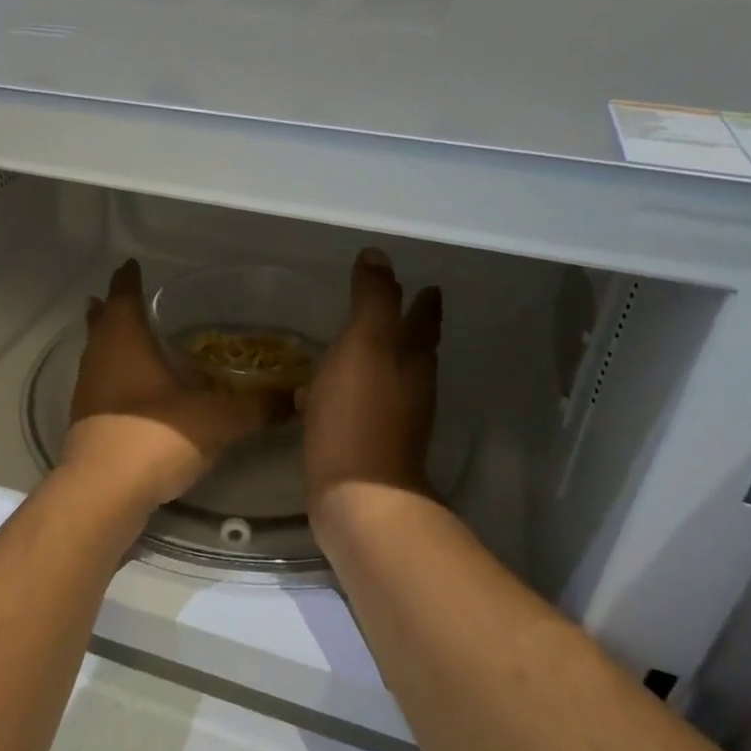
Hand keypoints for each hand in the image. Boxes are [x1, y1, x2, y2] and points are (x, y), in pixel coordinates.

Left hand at [64, 260, 275, 511]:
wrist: (104, 492)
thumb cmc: (155, 436)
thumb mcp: (218, 419)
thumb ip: (257, 407)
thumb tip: (296, 398)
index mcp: (124, 341)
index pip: (123, 296)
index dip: (128, 279)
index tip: (132, 265)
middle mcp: (98, 359)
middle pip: (101, 323)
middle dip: (113, 309)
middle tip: (128, 299)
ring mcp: (87, 392)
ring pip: (97, 355)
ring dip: (110, 344)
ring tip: (132, 339)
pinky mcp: (86, 423)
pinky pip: (100, 386)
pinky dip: (114, 378)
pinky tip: (135, 392)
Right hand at [302, 249, 442, 510]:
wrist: (358, 494)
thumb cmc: (359, 413)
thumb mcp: (365, 343)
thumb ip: (374, 298)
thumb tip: (379, 256)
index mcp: (412, 358)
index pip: (423, 319)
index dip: (424, 301)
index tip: (428, 284)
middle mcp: (410, 386)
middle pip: (414, 349)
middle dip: (409, 328)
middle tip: (399, 309)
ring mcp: (393, 419)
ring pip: (389, 378)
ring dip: (378, 359)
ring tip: (357, 346)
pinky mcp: (368, 444)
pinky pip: (360, 405)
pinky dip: (349, 391)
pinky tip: (322, 395)